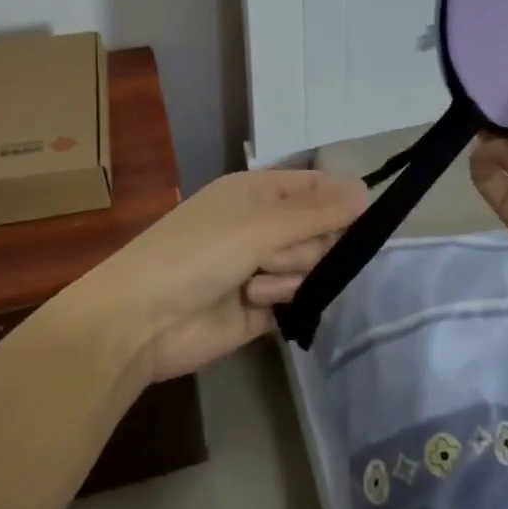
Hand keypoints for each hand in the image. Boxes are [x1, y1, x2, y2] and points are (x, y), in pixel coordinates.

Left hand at [89, 169, 368, 380]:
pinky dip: (284, 300)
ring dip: (290, 275)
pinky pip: (297, 298)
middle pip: (321, 230)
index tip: (361, 221)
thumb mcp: (260, 224)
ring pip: (311, 266)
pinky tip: (259, 306)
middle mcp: (263, 226)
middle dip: (306, 245)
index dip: (340, 202)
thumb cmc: (198, 253)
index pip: (316, 188)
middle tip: (275, 255)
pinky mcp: (261, 308)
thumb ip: (317, 212)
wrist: (142, 321)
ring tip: (254, 285)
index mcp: (258, 193)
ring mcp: (262, 267)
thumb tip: (366, 190)